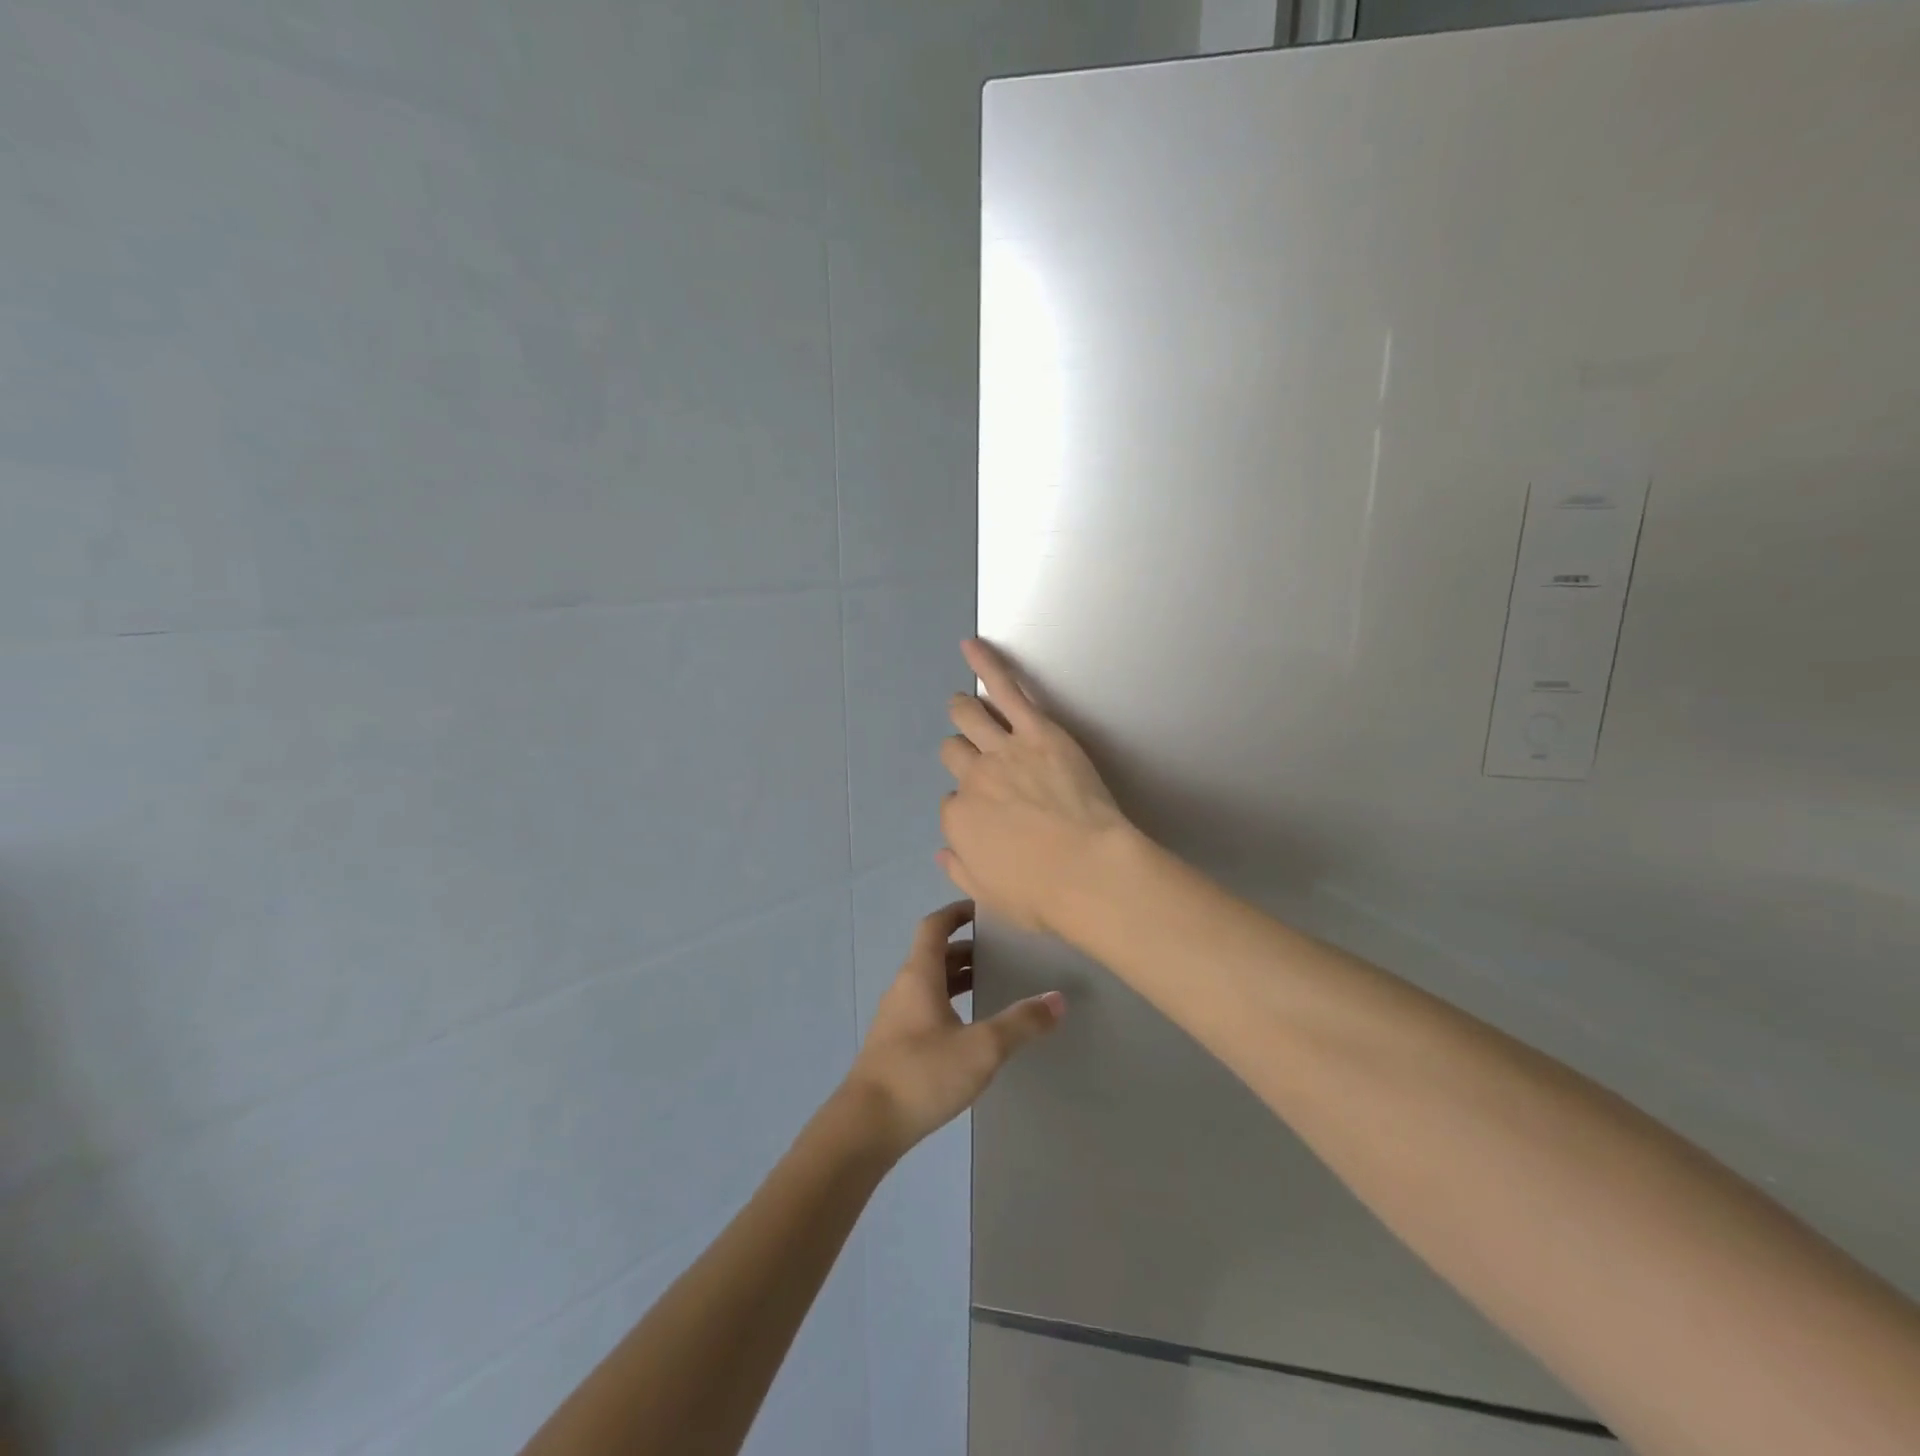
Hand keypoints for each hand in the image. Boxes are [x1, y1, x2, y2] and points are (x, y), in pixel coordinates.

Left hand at [841, 901, 1063, 1158]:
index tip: (983, 909)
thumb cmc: (922, 1074)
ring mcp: (896, 1017)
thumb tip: (1058, 999)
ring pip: (930, 983)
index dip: (956, 912)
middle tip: (1002, 951)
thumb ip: (1020, 1023)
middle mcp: (904, 988)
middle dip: (966, 948)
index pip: (934, 926)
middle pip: (934, 954)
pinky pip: (926, 1007)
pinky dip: (949, 1003)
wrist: (866, 1126)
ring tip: (993, 984)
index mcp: (919, 975)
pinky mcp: (895, 1044)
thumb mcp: (981, 1048)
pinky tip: (971, 1028)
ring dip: (958, 977)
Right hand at [939, 638, 1137, 934]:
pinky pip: (1006, 689)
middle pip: (955, 753)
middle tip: (980, 761)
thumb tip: (941, 852)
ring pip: (968, 716)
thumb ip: (960, 869)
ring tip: (965, 705)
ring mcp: (1003, 750)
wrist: (1090, 871)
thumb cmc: (1044, 894)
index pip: (951, 803)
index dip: (969, 807)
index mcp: (959, 821)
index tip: (989, 815)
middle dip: (962, 755)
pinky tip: (971, 645)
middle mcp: (972, 779)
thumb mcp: (990, 895)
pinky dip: (987, 664)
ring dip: (963, 710)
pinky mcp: (1037, 730)